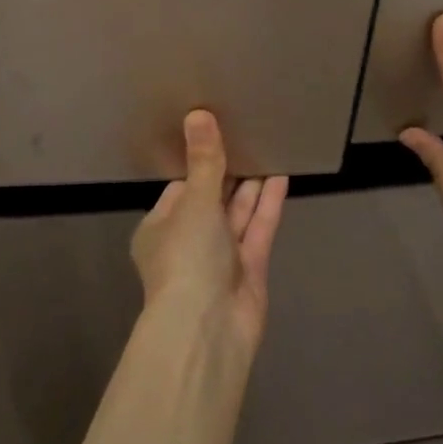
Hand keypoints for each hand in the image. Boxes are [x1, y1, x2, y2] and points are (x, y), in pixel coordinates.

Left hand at [131, 110, 287, 360]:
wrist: (208, 329)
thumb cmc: (187, 257)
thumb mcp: (194, 202)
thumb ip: (204, 162)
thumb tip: (198, 114)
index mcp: (160, 228)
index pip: (181, 188)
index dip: (199, 163)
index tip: (218, 133)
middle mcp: (188, 241)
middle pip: (211, 200)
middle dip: (230, 173)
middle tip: (250, 134)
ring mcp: (220, 258)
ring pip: (237, 214)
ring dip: (251, 185)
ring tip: (269, 147)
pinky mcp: (249, 270)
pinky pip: (258, 230)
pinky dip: (267, 205)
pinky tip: (282, 176)